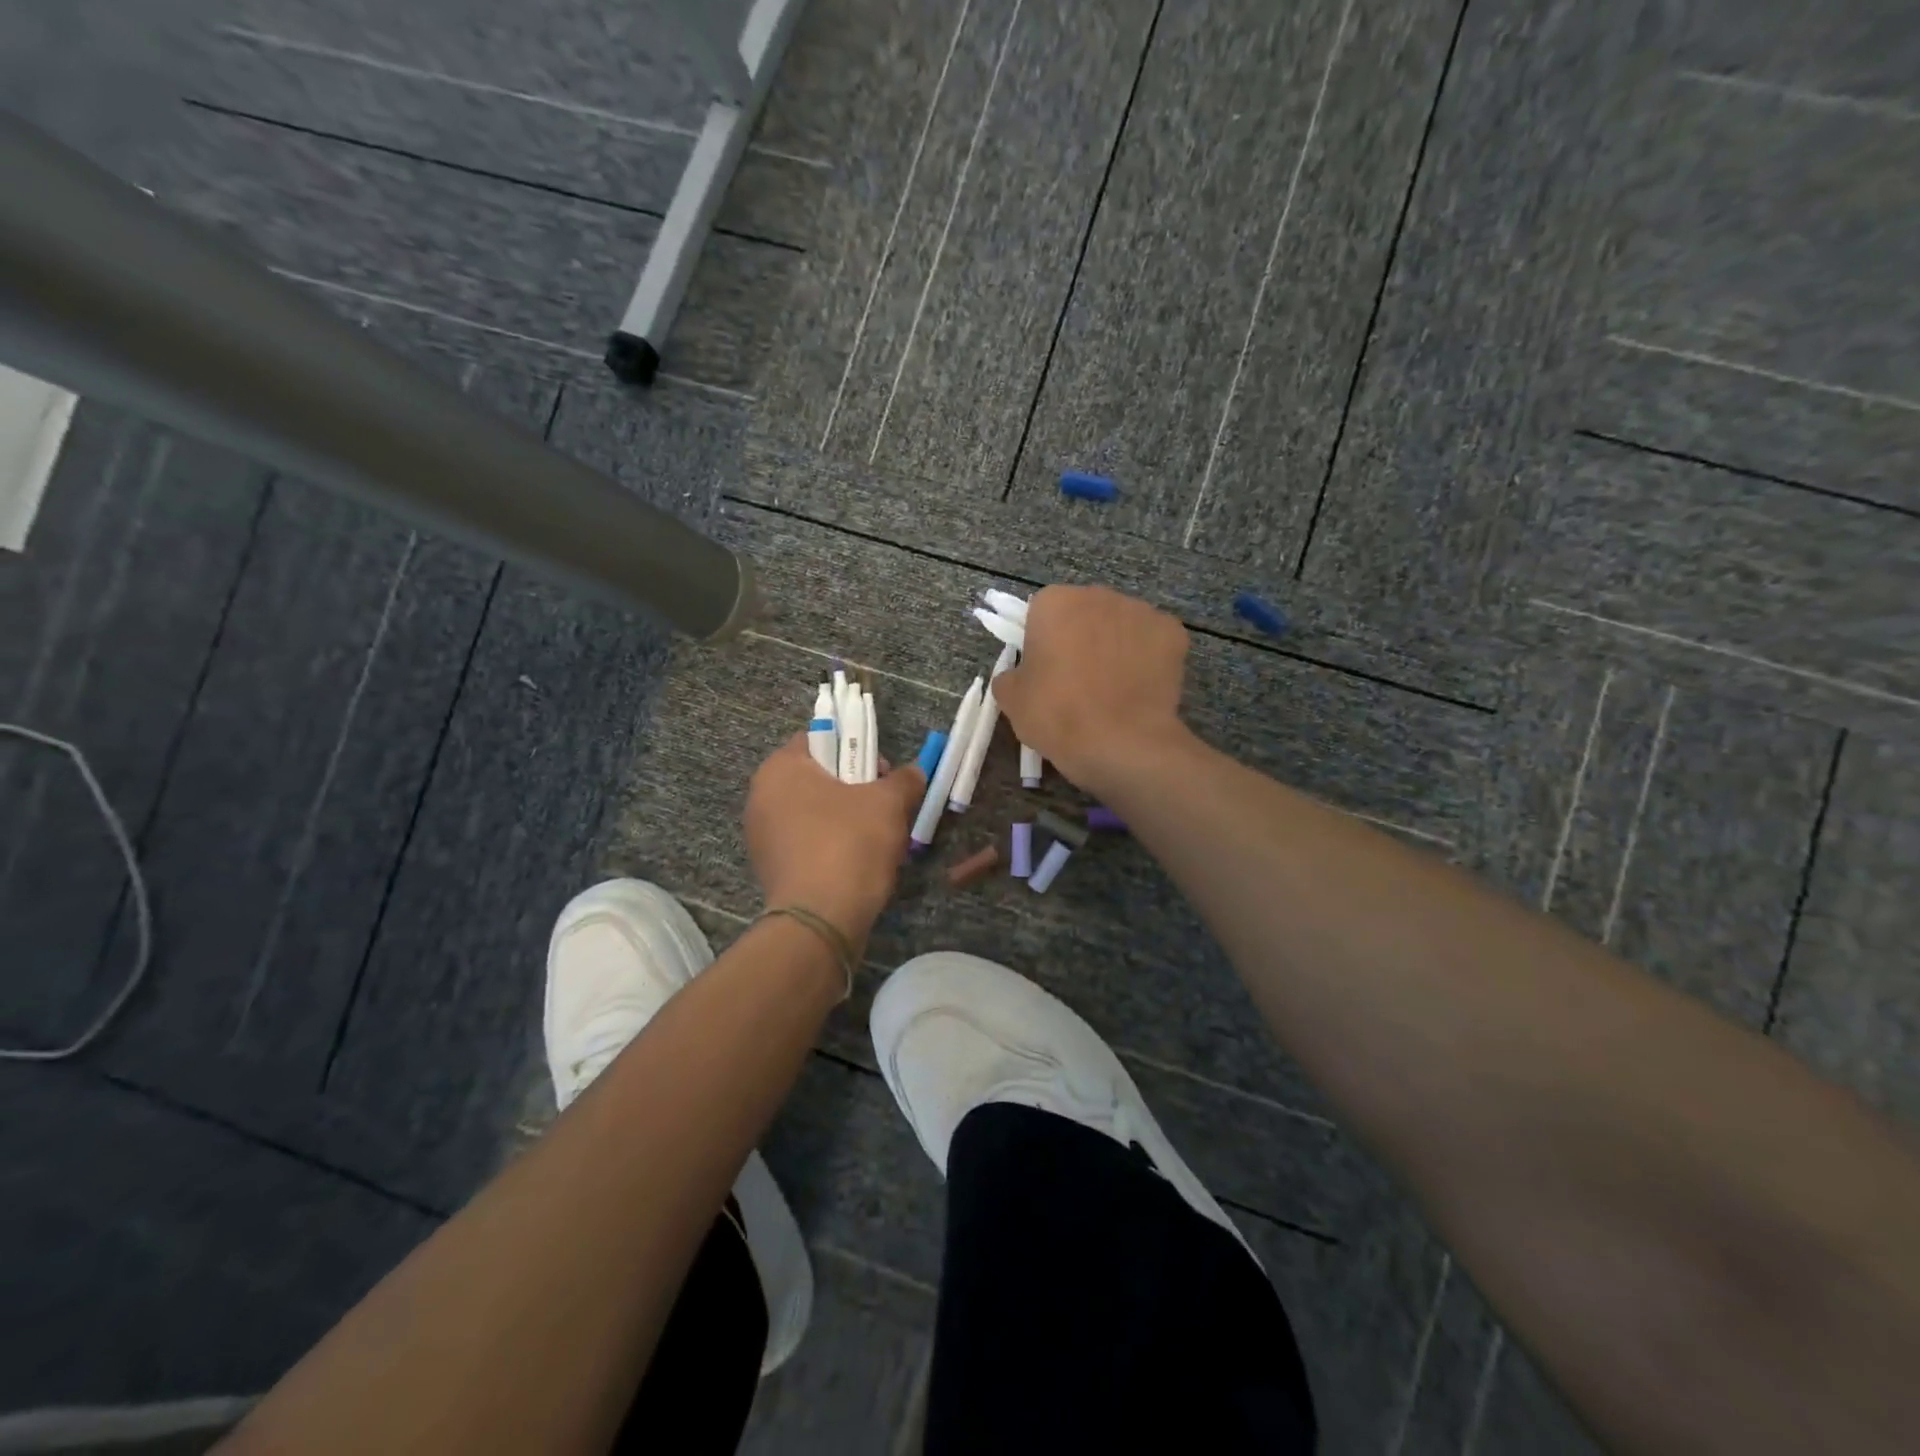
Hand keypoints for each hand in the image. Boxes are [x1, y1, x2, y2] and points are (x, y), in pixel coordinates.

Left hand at [745, 734, 924, 947]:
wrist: (821, 920)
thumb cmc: (850, 844)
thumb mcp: (889, 803)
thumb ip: (904, 779)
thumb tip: (914, 772)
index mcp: (780, 768)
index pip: (819, 739)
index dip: (855, 748)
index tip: (881, 772)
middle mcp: (761, 796)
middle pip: (817, 777)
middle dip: (854, 786)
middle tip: (885, 805)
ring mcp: (761, 835)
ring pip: (814, 812)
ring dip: (846, 817)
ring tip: (877, 838)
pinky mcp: (770, 868)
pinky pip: (807, 842)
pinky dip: (831, 845)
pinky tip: (857, 862)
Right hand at [993, 585, 1192, 792]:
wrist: (1121, 743)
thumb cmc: (1057, 715)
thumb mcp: (1012, 700)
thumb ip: (1010, 675)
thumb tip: (1021, 674)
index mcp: (1055, 602)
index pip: (1041, 612)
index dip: (1041, 641)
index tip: (1044, 671)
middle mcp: (1099, 595)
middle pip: (1084, 613)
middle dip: (1080, 638)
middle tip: (1076, 682)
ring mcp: (1141, 611)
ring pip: (1120, 625)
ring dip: (1114, 646)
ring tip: (1111, 690)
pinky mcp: (1173, 633)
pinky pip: (1152, 642)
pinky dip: (1146, 659)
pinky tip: (1139, 690)